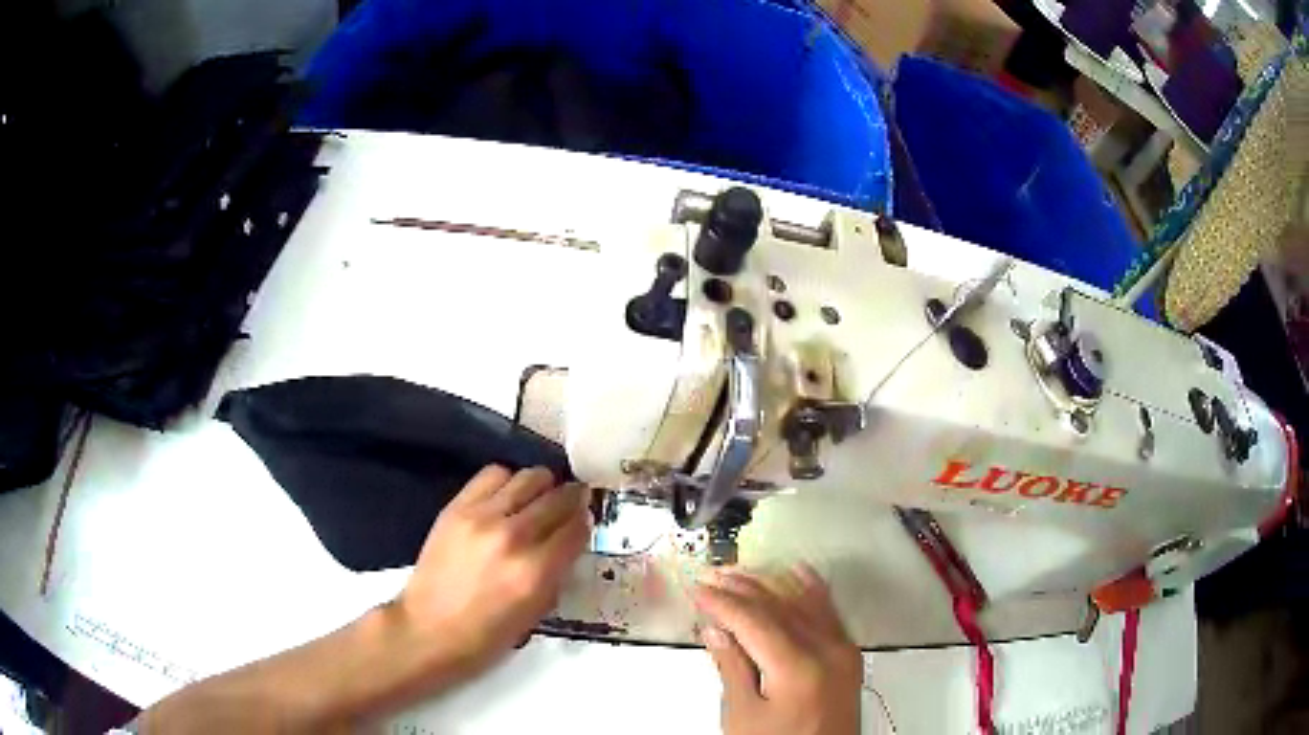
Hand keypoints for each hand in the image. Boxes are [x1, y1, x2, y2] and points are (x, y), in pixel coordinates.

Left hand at [397, 465, 589, 678]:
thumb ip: (556, 574)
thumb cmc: (486, 636)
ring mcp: (483, 518)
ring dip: (543, 486)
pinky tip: (508, 495)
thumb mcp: (536, 614)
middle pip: (558, 498)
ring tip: (540, 496)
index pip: (576, 530)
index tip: (585, 522)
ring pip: (529, 478)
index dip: (585, 523)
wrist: (428, 629)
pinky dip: (508, 481)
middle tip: (572, 502)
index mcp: (536, 572)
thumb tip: (568, 542)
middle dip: (572, 499)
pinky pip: (493, 475)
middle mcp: (514, 538)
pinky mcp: (457, 507)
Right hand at [694, 566, 862, 734]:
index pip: (753, 619)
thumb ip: (732, 668)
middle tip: (713, 574)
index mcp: (797, 666)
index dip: (722, 601)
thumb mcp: (743, 716)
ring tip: (742, 571)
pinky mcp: (849, 656)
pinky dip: (810, 590)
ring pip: (804, 602)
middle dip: (743, 587)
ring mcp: (843, 650)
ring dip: (771, 584)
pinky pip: (829, 612)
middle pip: (779, 606)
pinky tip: (799, 573)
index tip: (697, 587)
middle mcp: (826, 650)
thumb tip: (716, 630)